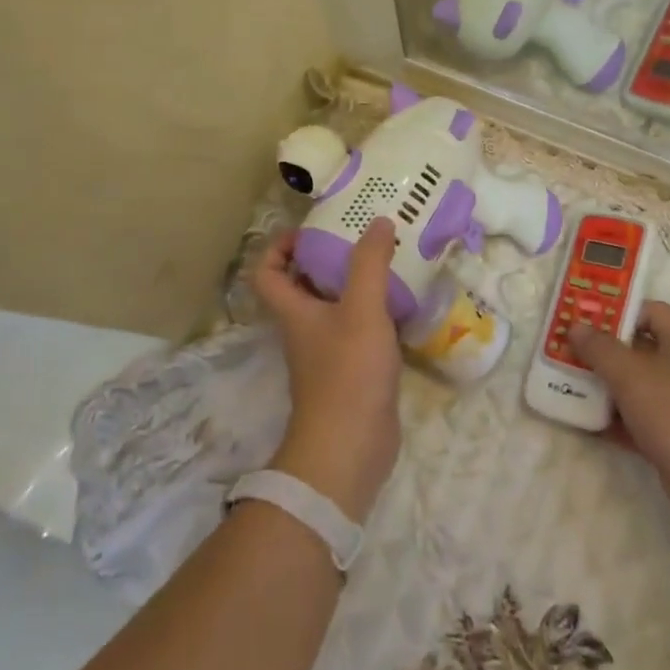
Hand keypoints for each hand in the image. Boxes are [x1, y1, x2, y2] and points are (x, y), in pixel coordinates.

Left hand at [251, 220, 402, 522]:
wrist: (351, 448)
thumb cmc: (348, 372)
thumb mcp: (362, 309)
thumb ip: (370, 263)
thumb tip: (378, 221)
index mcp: (294, 311)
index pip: (268, 273)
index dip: (279, 247)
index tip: (311, 230)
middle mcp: (304, 328)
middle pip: (302, 286)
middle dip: (326, 258)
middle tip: (360, 237)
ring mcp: (327, 352)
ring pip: (333, 307)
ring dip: (353, 284)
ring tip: (386, 262)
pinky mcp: (351, 371)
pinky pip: (357, 330)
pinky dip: (373, 312)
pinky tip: (401, 303)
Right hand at [568, 302, 669, 537]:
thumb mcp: (632, 374)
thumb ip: (600, 348)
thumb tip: (577, 326)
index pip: (648, 311)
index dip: (617, 310)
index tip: (583, 318)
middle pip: (637, 349)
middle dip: (601, 350)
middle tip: (565, 350)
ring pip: (634, 386)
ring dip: (603, 386)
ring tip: (565, 383)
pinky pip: (636, 420)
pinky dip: (612, 420)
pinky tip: (583, 422)